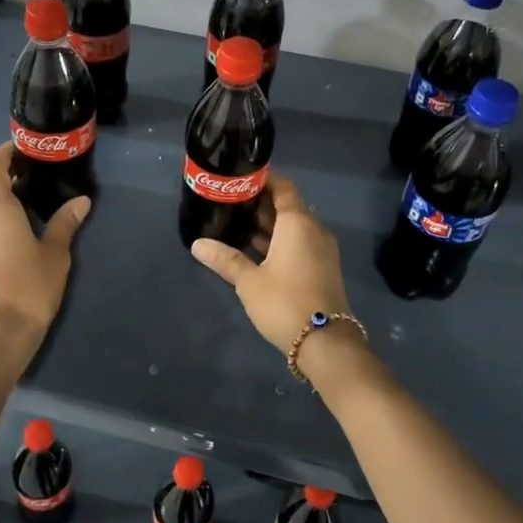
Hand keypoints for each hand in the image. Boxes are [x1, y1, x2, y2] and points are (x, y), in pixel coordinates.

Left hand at [0, 144, 88, 353]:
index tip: (26, 148)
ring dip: (1, 194)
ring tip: (31, 195)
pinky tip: (18, 224)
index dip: (6, 153)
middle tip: (36, 170)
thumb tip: (81, 201)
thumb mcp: (55, 252)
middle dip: (7, 173)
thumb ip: (65, 222)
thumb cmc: (29, 285)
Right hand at [190, 173, 350, 350]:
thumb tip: (197, 244)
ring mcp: (320, 250)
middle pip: (286, 207)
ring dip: (267, 226)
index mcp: (298, 223)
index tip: (238, 179)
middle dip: (259, 205)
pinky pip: (297, 244)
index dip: (262, 180)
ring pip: (291, 228)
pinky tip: (252, 250)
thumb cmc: (285, 302)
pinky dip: (277, 242)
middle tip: (228, 203)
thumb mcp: (249, 281)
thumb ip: (225, 259)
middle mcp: (313, 230)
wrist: (326, 343)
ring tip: (234, 225)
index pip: (283, 187)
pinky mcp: (321, 268)